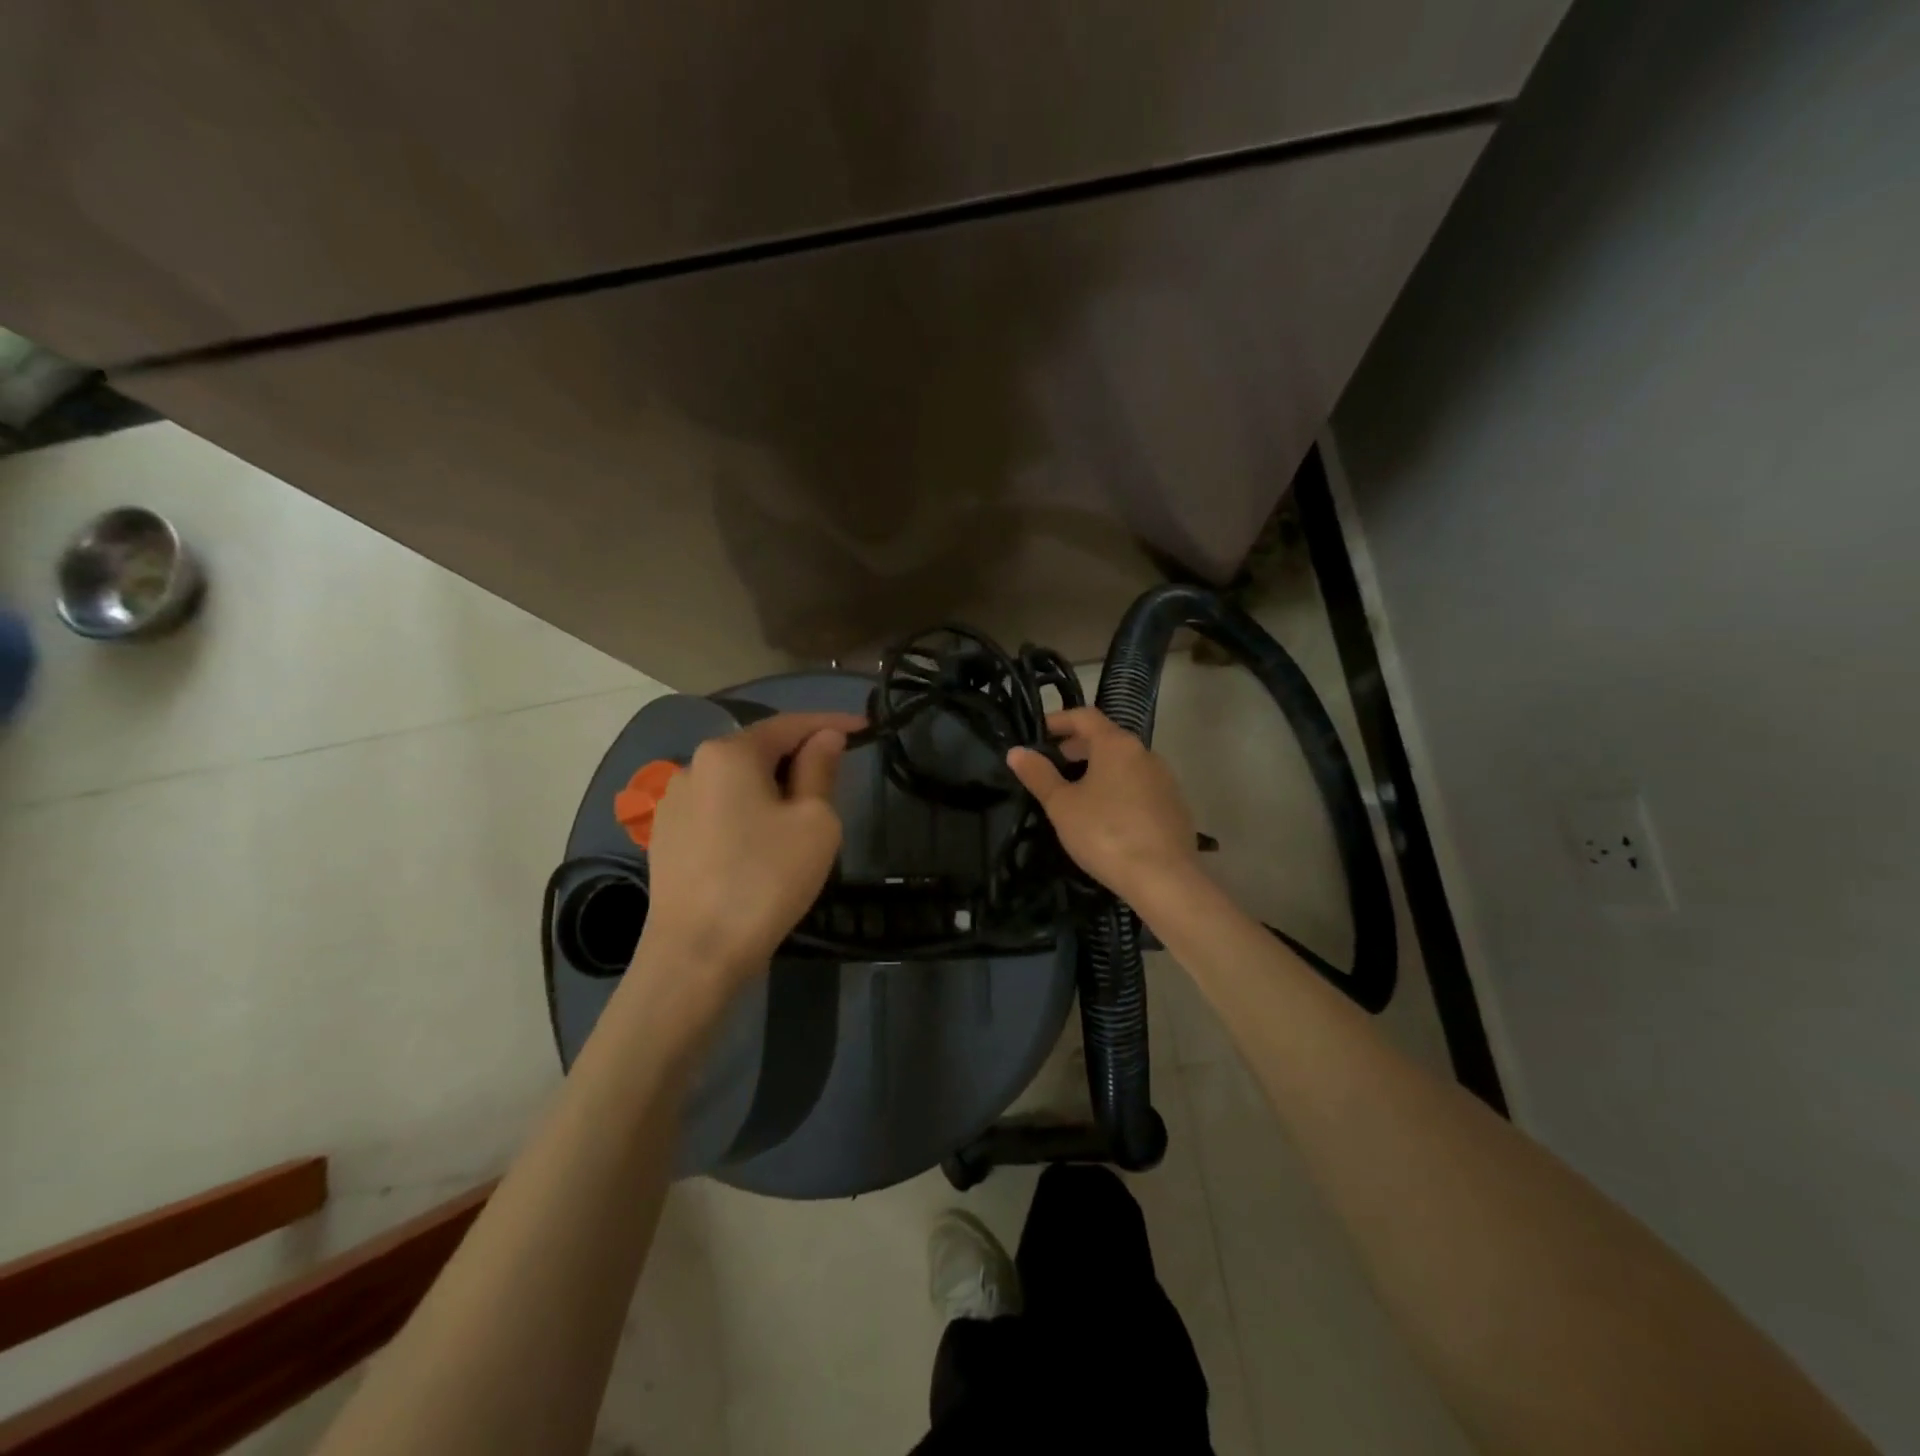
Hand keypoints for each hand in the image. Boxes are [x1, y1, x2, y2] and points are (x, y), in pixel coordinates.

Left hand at [634, 712, 864, 999]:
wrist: (697, 954)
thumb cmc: (766, 879)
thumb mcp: (813, 821)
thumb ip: (820, 770)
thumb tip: (824, 738)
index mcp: (729, 753)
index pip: (790, 725)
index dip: (830, 723)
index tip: (865, 727)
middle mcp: (693, 766)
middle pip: (759, 750)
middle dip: (800, 757)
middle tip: (837, 777)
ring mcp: (673, 803)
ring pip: (737, 782)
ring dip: (772, 787)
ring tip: (801, 816)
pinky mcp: (666, 837)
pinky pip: (718, 809)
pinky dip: (747, 812)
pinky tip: (762, 842)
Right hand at [1007, 706, 1200, 907]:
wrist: (1164, 878)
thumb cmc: (1105, 834)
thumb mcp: (1062, 805)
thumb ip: (1038, 775)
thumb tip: (1016, 751)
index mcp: (1117, 744)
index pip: (1085, 716)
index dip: (1058, 720)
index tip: (1038, 733)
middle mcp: (1145, 753)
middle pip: (1106, 738)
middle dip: (1076, 747)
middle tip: (1051, 765)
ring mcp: (1164, 779)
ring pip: (1124, 763)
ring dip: (1098, 768)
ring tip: (1075, 792)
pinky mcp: (1174, 805)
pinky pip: (1139, 785)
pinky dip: (1117, 788)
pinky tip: (1105, 815)